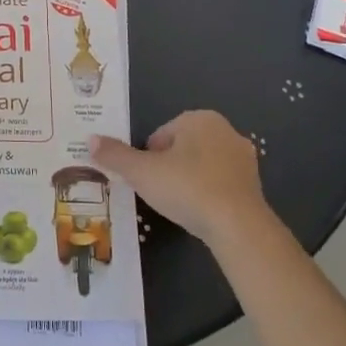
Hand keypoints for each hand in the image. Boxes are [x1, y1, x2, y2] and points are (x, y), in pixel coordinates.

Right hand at [89, 111, 275, 250]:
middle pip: (182, 147)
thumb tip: (90, 139)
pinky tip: (201, 213)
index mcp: (199, 119)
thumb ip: (115, 155)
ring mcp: (243, 158)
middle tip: (159, 192)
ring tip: (179, 205)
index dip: (148, 157)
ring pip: (202, 165)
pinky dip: (208, 194)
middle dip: (169, 166)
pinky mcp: (255, 184)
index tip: (146, 179)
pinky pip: (221, 184)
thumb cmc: (187, 188)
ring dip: (189, 180)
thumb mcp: (142, 172)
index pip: (161, 134)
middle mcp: (225, 130)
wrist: (238, 226)